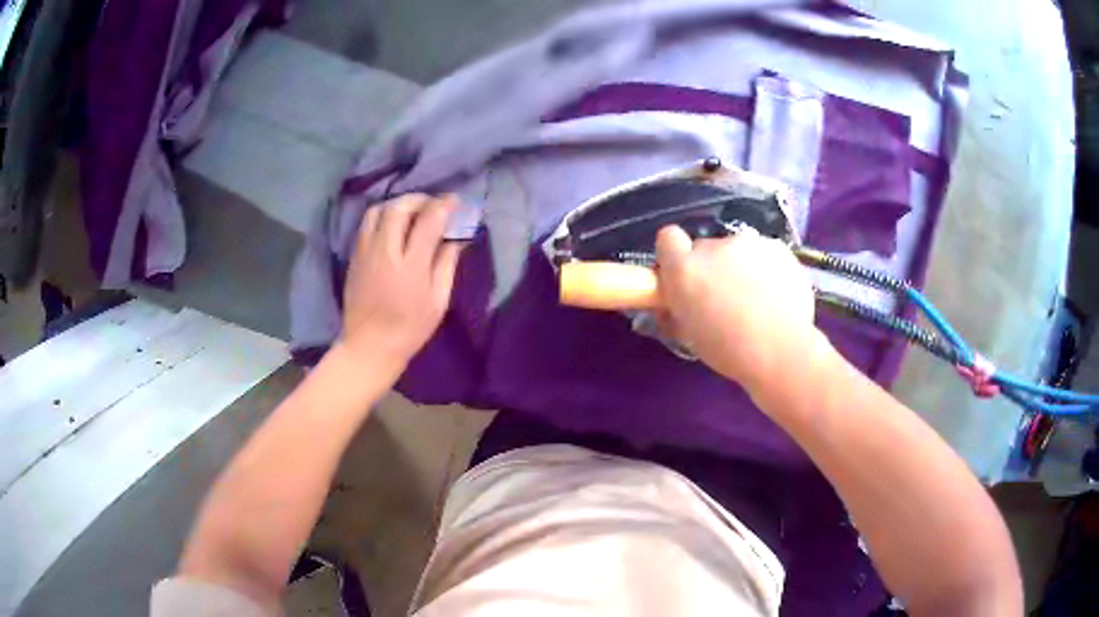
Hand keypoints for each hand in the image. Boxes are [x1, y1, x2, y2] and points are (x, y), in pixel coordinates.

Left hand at [341, 194, 462, 369]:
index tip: (454, 200)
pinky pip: (366, 224)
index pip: (428, 221)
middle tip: (433, 204)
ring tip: (411, 211)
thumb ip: (446, 265)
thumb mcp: (437, 301)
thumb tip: (455, 238)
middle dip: (419, 199)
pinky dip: (382, 215)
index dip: (443, 206)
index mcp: (410, 266)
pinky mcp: (354, 256)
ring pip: (378, 210)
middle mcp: (385, 251)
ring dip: (397, 204)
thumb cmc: (410, 329)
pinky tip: (393, 224)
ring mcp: (365, 252)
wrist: (369, 347)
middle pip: (399, 208)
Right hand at [655, 225, 825, 399]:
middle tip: (724, 296)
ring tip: (757, 299)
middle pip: (706, 248)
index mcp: (686, 269)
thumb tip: (673, 301)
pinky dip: (767, 270)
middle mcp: (715, 247)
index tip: (684, 276)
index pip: (668, 238)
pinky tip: (776, 296)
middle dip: (711, 267)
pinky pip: (765, 254)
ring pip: (738, 251)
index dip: (675, 255)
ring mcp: (750, 243)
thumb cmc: (729, 352)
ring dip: (740, 268)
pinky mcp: (778, 248)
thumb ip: (677, 307)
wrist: (782, 353)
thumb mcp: (688, 334)